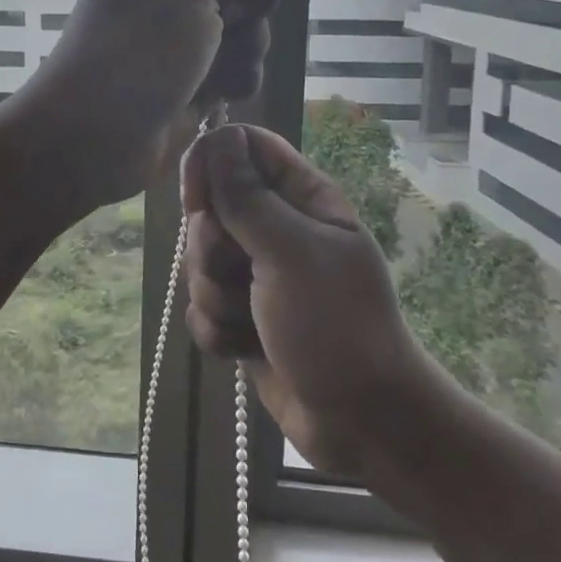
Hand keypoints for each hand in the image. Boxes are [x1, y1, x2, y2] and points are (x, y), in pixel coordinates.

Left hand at [19, 0, 307, 208]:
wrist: (93, 140)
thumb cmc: (135, 49)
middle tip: (230, 15)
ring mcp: (182, 26)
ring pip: (248, 14)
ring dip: (246, 42)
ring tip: (215, 66)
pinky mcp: (194, 69)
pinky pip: (239, 58)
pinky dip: (235, 75)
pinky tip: (216, 95)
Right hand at [181, 123, 426, 478]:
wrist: (363, 424)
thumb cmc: (338, 326)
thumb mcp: (292, 253)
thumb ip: (246, 197)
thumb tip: (217, 137)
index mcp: (300, 198)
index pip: (242, 147)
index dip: (212, 165)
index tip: (199, 201)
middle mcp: (274, 228)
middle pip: (208, 209)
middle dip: (212, 250)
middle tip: (244, 275)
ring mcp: (256, 274)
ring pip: (197, 262)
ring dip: (215, 297)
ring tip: (253, 322)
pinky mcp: (240, 316)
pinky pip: (199, 308)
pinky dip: (217, 331)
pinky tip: (247, 349)